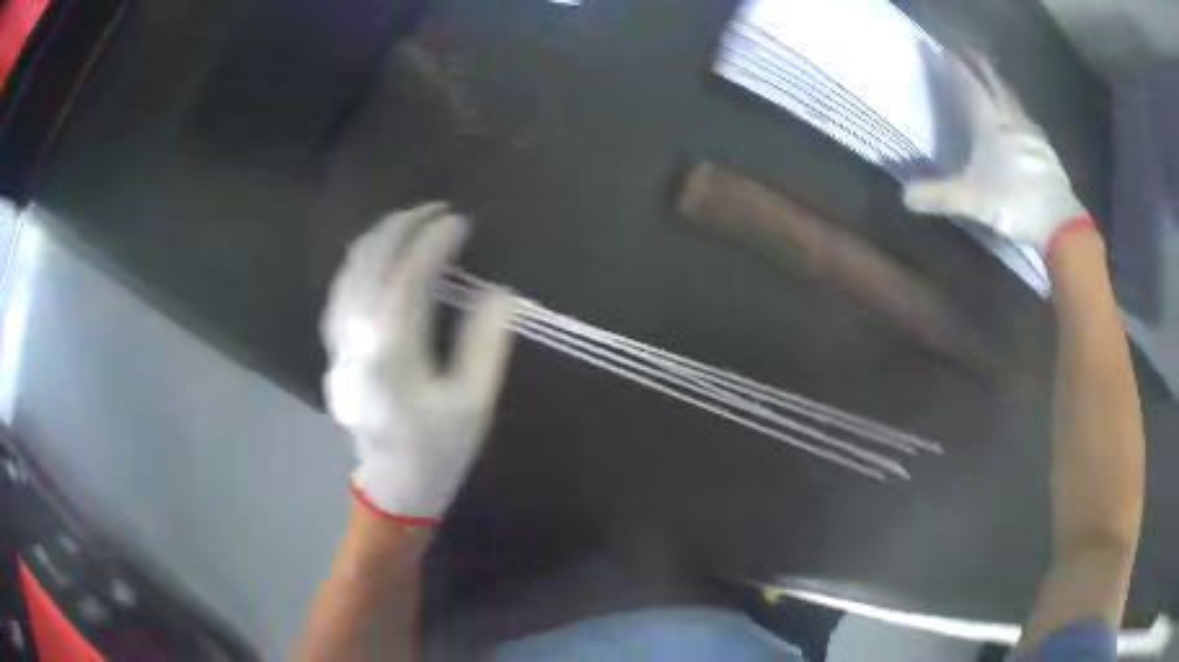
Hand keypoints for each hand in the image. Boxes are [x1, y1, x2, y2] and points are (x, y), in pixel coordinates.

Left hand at [321, 202, 514, 524]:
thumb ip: (486, 343)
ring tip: (408, 221)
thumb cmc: (439, 450)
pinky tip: (377, 256)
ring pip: (347, 277)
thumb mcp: (474, 401)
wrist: (395, 488)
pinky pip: (341, 295)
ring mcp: (339, 348)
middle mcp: (357, 344)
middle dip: (400, 229)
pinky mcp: (335, 354)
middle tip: (433, 210)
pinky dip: (360, 265)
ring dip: (377, 241)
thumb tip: (500, 293)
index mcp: (393, 357)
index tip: (459, 222)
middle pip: (369, 267)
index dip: (432, 244)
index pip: (408, 280)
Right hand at [903, 55, 1088, 254]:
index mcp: (988, 123)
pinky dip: (1017, 107)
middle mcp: (1008, 119)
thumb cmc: (1012, 202)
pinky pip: (1026, 117)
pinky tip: (1019, 113)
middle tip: (967, 48)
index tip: (942, 50)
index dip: (955, 67)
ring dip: (998, 80)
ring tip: (991, 72)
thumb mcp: (970, 201)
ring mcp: (1029, 132)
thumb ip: (938, 196)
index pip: (968, 85)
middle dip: (977, 63)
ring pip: (1011, 96)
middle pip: (991, 82)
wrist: (1058, 221)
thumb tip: (904, 197)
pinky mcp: (1044, 148)